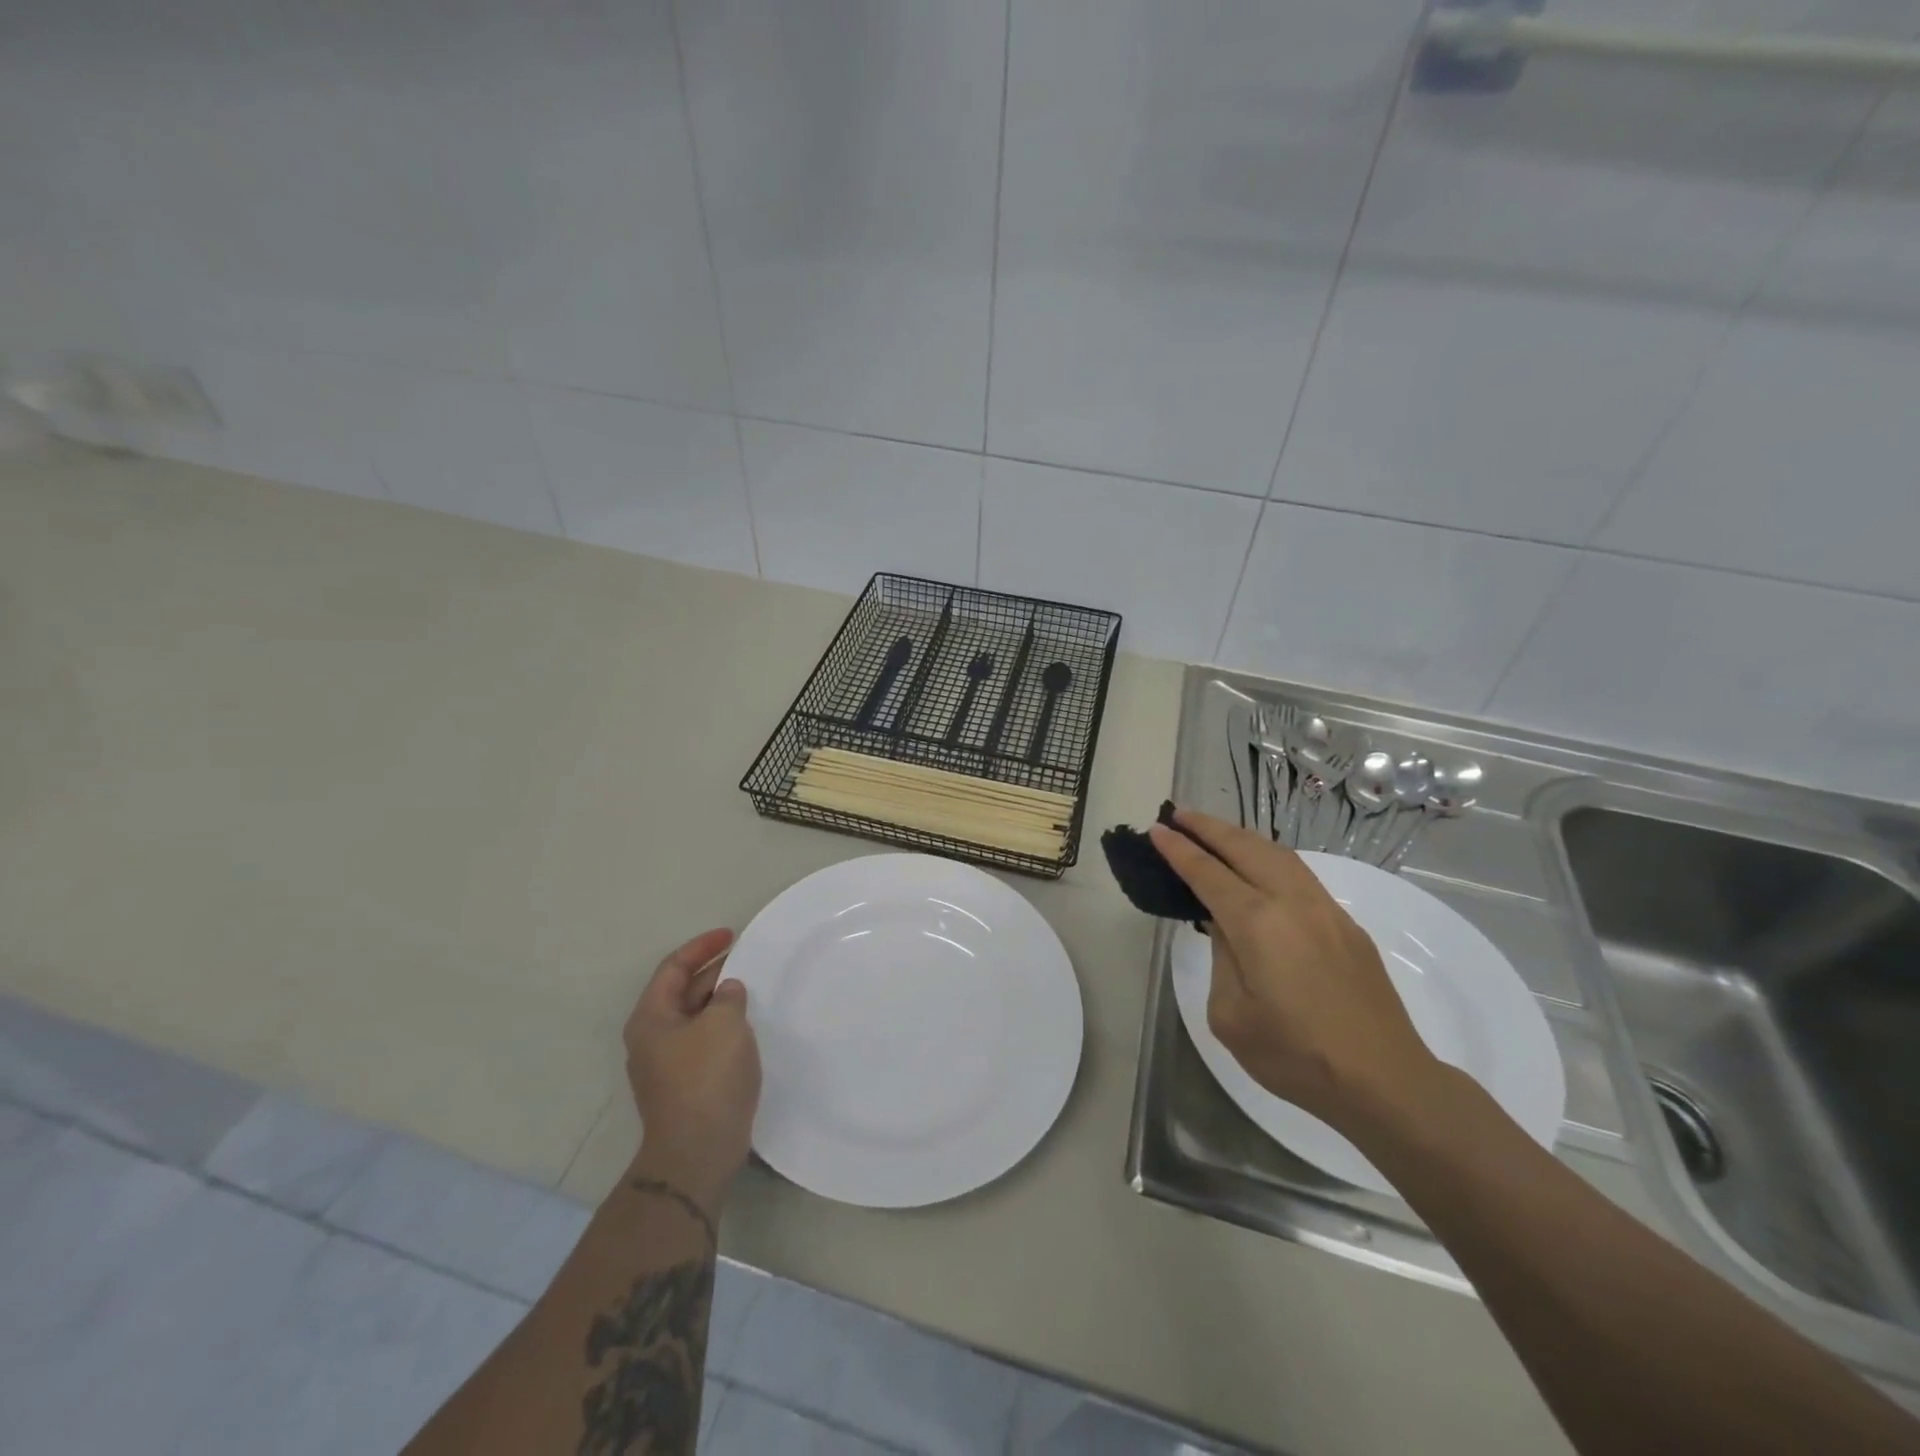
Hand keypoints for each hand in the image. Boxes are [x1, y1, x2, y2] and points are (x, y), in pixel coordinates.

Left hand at [623, 928, 761, 1209]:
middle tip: (747, 959)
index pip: (673, 967)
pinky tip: (748, 1027)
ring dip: (720, 1000)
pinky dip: (724, 1026)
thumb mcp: (724, 1024)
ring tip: (752, 988)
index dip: (702, 947)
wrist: (697, 1152)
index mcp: (651, 1017)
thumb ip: (729, 996)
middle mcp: (652, 1037)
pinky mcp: (685, 1085)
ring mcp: (667, 1064)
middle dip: (713, 971)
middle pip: (682, 991)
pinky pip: (704, 1041)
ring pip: (695, 1017)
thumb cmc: (707, 1078)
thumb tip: (728, 992)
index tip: (731, 935)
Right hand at [1149, 808, 1443, 1131]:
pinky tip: (1259, 867)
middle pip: (1245, 848)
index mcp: (1258, 924)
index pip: (1208, 874)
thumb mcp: (1231, 1016)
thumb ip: (1222, 960)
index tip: (1157, 830)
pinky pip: (1300, 874)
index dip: (1179, 850)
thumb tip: (1228, 928)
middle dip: (1209, 828)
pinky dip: (1269, 857)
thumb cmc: (1297, 1056)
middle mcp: (1293, 903)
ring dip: (1242, 837)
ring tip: (1215, 831)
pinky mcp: (1347, 926)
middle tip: (1180, 815)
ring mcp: (1326, 910)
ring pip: (1278, 854)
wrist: (1385, 1081)